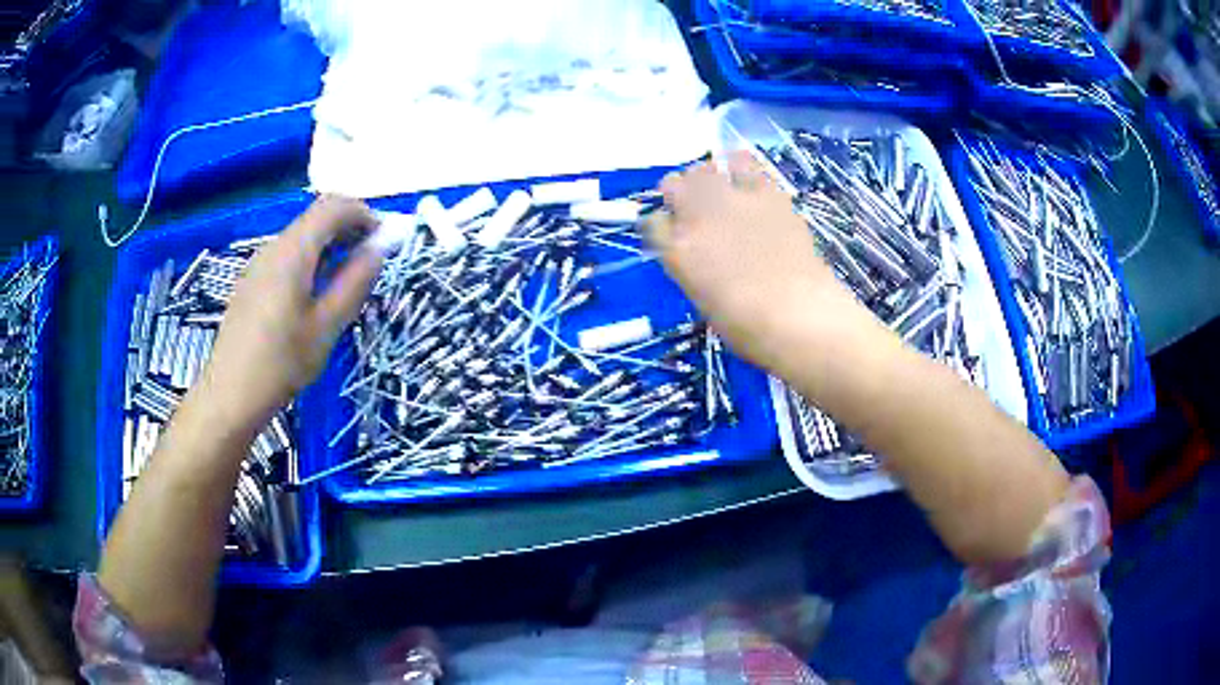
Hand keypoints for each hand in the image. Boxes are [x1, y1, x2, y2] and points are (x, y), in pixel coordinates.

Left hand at [197, 196, 381, 430]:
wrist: (230, 395)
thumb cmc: (281, 363)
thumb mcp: (327, 326)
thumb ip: (355, 282)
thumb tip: (379, 248)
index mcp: (293, 251)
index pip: (333, 206)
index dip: (364, 213)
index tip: (384, 241)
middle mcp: (274, 247)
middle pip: (316, 217)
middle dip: (349, 228)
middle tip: (371, 261)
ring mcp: (259, 264)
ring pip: (302, 236)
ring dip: (331, 245)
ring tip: (347, 280)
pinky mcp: (252, 282)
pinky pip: (287, 256)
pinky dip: (311, 260)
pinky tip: (316, 295)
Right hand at [644, 153, 868, 375]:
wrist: (799, 316)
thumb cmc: (750, 328)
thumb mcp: (706, 301)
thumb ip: (695, 268)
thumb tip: (701, 253)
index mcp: (677, 252)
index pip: (653, 223)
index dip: (663, 225)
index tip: (673, 231)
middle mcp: (696, 218)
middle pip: (672, 185)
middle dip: (678, 193)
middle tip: (693, 205)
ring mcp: (731, 201)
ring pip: (704, 170)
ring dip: (706, 176)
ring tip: (718, 186)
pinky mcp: (765, 193)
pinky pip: (744, 164)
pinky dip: (740, 167)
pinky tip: (745, 174)